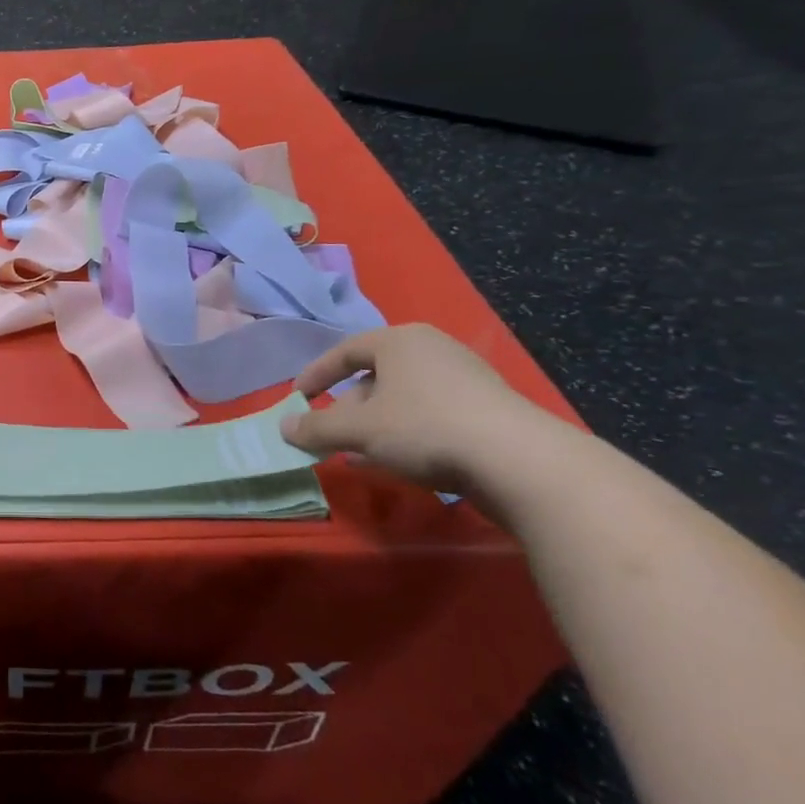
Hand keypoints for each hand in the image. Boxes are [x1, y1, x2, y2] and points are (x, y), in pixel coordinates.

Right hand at [281, 324, 543, 493]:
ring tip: (360, 454)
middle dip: (348, 407)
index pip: (344, 351)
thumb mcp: (359, 430)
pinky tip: (398, 462)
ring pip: (403, 398)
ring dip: (376, 425)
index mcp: (399, 341)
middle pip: (375, 375)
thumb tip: (283, 427)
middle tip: (331, 434)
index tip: (298, 398)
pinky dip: (406, 433)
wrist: (520, 461)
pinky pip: (431, 414)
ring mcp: (465, 378)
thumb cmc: (425, 428)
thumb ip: (317, 427)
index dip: (316, 375)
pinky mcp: (488, 409)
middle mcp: (432, 349)